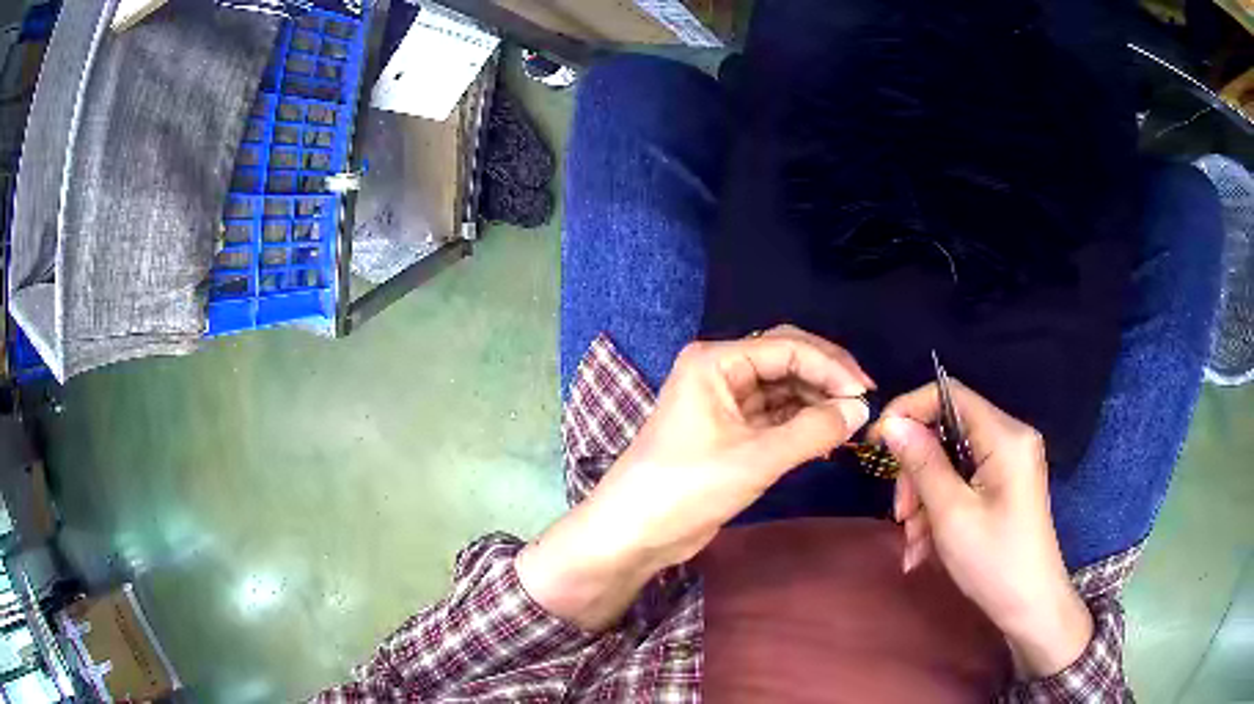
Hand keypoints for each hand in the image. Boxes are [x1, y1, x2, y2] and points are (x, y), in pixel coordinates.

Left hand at [518, 326, 872, 630]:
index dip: (831, 367)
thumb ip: (813, 430)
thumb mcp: (756, 459)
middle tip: (863, 402)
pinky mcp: (730, 432)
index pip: (787, 347)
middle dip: (826, 378)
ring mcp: (725, 402)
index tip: (866, 394)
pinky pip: (775, 416)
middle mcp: (720, 372)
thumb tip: (861, 409)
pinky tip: (827, 436)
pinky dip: (801, 423)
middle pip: (787, 361)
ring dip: (816, 402)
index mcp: (716, 361)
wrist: (635, 533)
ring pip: (783, 389)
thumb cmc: (687, 488)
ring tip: (850, 422)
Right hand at [871, 382, 1092, 678]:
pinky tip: (925, 548)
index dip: (909, 410)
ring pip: (950, 462)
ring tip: (913, 544)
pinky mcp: (1005, 485)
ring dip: (924, 500)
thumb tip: (891, 424)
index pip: (949, 395)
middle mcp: (1011, 439)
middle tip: (901, 516)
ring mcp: (1009, 463)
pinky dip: (940, 509)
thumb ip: (922, 463)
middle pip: (947, 432)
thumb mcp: (952, 514)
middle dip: (917, 472)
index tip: (878, 443)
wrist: (1030, 606)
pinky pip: (963, 482)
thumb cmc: (994, 561)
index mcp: (1006, 437)